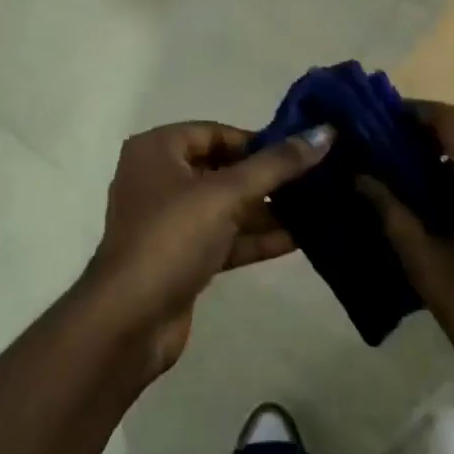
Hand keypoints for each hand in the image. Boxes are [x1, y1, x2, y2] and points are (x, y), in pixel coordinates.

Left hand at [82, 121, 332, 376]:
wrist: (129, 320)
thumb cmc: (172, 237)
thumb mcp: (226, 194)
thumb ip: (276, 165)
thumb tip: (324, 132)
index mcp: (157, 149)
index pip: (215, 132)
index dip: (257, 141)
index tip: (300, 152)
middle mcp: (158, 178)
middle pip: (221, 168)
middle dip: (266, 176)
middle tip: (315, 179)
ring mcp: (168, 221)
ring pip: (225, 206)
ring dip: (266, 209)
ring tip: (317, 207)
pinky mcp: (180, 257)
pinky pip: (223, 237)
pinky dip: (255, 237)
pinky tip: (299, 238)